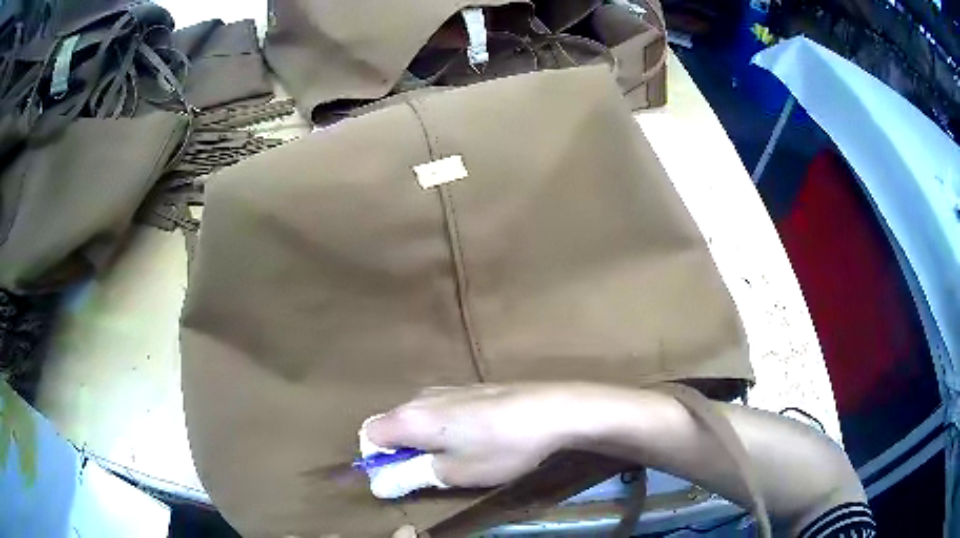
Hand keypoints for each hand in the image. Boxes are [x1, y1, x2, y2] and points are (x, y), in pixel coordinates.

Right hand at [367, 384, 578, 487]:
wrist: (553, 410)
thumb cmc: (500, 448)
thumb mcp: (454, 473)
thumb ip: (412, 475)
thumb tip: (383, 482)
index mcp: (409, 418)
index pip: (369, 434)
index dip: (379, 459)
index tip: (403, 475)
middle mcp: (420, 397)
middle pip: (393, 424)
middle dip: (403, 450)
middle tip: (434, 471)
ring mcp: (446, 388)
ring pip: (418, 417)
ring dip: (426, 440)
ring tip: (460, 456)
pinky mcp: (469, 387)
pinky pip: (440, 409)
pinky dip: (444, 427)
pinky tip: (478, 437)